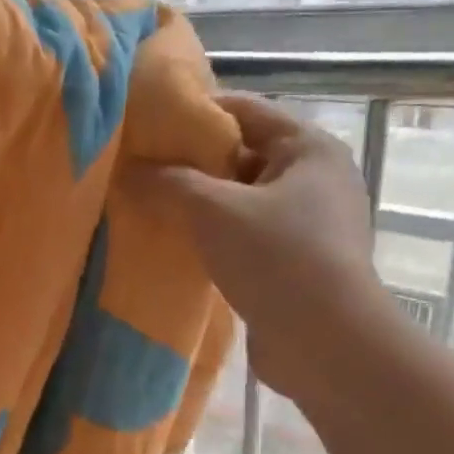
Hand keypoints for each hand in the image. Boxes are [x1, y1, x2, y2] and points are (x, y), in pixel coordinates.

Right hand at [131, 93, 389, 403]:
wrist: (325, 343)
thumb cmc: (276, 257)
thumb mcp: (212, 210)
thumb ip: (167, 182)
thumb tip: (128, 170)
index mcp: (309, 149)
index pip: (245, 111)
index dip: (196, 113)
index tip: (150, 126)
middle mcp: (316, 179)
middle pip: (243, 155)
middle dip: (192, 163)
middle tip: (143, 170)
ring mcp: (311, 224)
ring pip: (243, 199)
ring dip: (201, 204)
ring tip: (153, 208)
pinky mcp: (299, 262)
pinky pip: (248, 235)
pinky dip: (216, 236)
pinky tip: (182, 246)